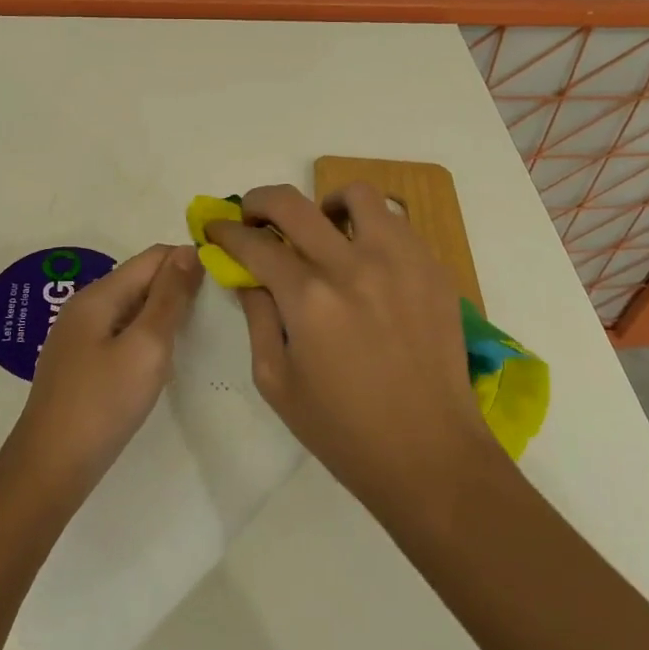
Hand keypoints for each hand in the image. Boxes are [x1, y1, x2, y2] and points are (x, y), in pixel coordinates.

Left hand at [11, 244, 203, 490]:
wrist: (50, 468)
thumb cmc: (103, 404)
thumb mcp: (146, 347)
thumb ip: (169, 298)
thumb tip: (189, 251)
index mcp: (98, 295)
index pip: (153, 257)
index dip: (189, 261)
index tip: (224, 282)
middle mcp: (86, 307)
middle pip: (141, 279)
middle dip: (178, 287)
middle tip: (218, 311)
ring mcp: (80, 337)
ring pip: (133, 308)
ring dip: (165, 313)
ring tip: (198, 333)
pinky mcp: (82, 364)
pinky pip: (122, 334)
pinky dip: (148, 337)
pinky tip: (164, 359)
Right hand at [207, 183, 493, 506]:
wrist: (429, 454)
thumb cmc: (343, 430)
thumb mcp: (276, 381)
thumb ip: (257, 318)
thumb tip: (248, 276)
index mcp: (309, 300)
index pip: (254, 244)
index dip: (225, 232)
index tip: (215, 229)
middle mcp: (352, 266)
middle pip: (293, 203)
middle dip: (259, 201)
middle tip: (253, 216)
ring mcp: (399, 262)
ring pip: (357, 195)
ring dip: (325, 204)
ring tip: (321, 229)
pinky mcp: (432, 269)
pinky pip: (396, 224)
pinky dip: (369, 228)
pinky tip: (364, 258)